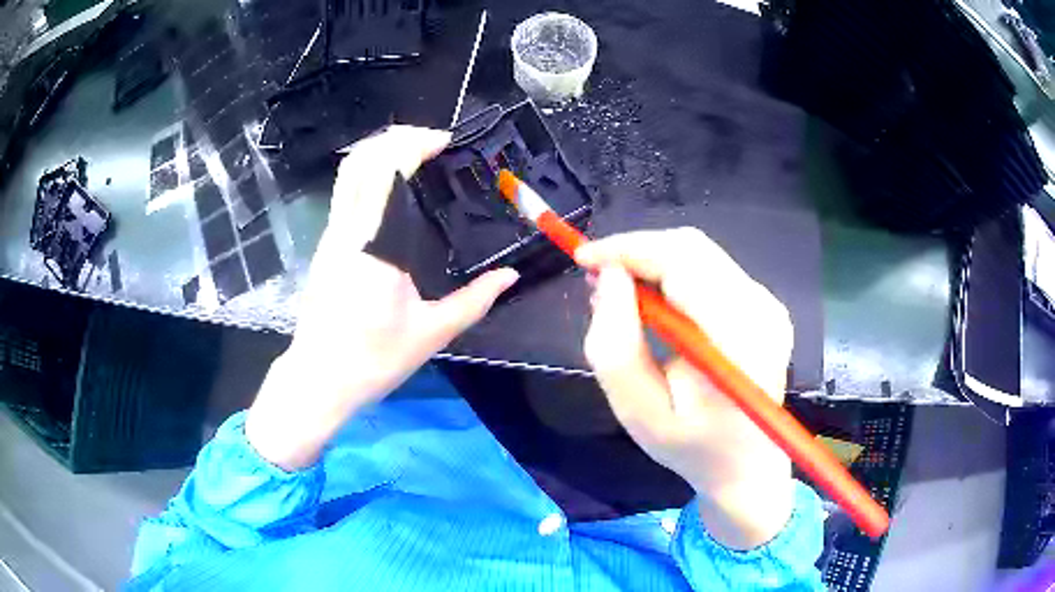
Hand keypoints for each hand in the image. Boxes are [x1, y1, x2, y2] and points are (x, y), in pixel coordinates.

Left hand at [246, 126, 518, 469]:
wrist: (319, 378)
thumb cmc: (374, 360)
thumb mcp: (431, 334)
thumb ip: (474, 301)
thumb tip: (510, 277)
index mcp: (374, 247)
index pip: (387, 173)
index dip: (414, 146)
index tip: (444, 143)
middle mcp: (346, 231)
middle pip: (359, 160)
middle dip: (395, 138)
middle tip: (431, 141)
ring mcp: (331, 236)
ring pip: (346, 172)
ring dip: (379, 152)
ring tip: (414, 154)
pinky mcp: (326, 246)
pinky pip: (344, 191)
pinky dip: (368, 172)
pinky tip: (391, 185)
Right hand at [577, 228, 794, 549]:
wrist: (747, 465)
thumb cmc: (692, 448)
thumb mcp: (638, 412)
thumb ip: (616, 345)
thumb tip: (608, 277)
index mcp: (739, 340)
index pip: (683, 262)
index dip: (628, 249)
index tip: (583, 258)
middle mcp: (762, 310)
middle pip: (691, 248)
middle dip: (636, 251)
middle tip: (596, 278)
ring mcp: (768, 304)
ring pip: (699, 253)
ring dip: (652, 262)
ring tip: (619, 293)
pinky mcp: (764, 304)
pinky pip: (710, 268)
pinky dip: (672, 274)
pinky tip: (653, 302)